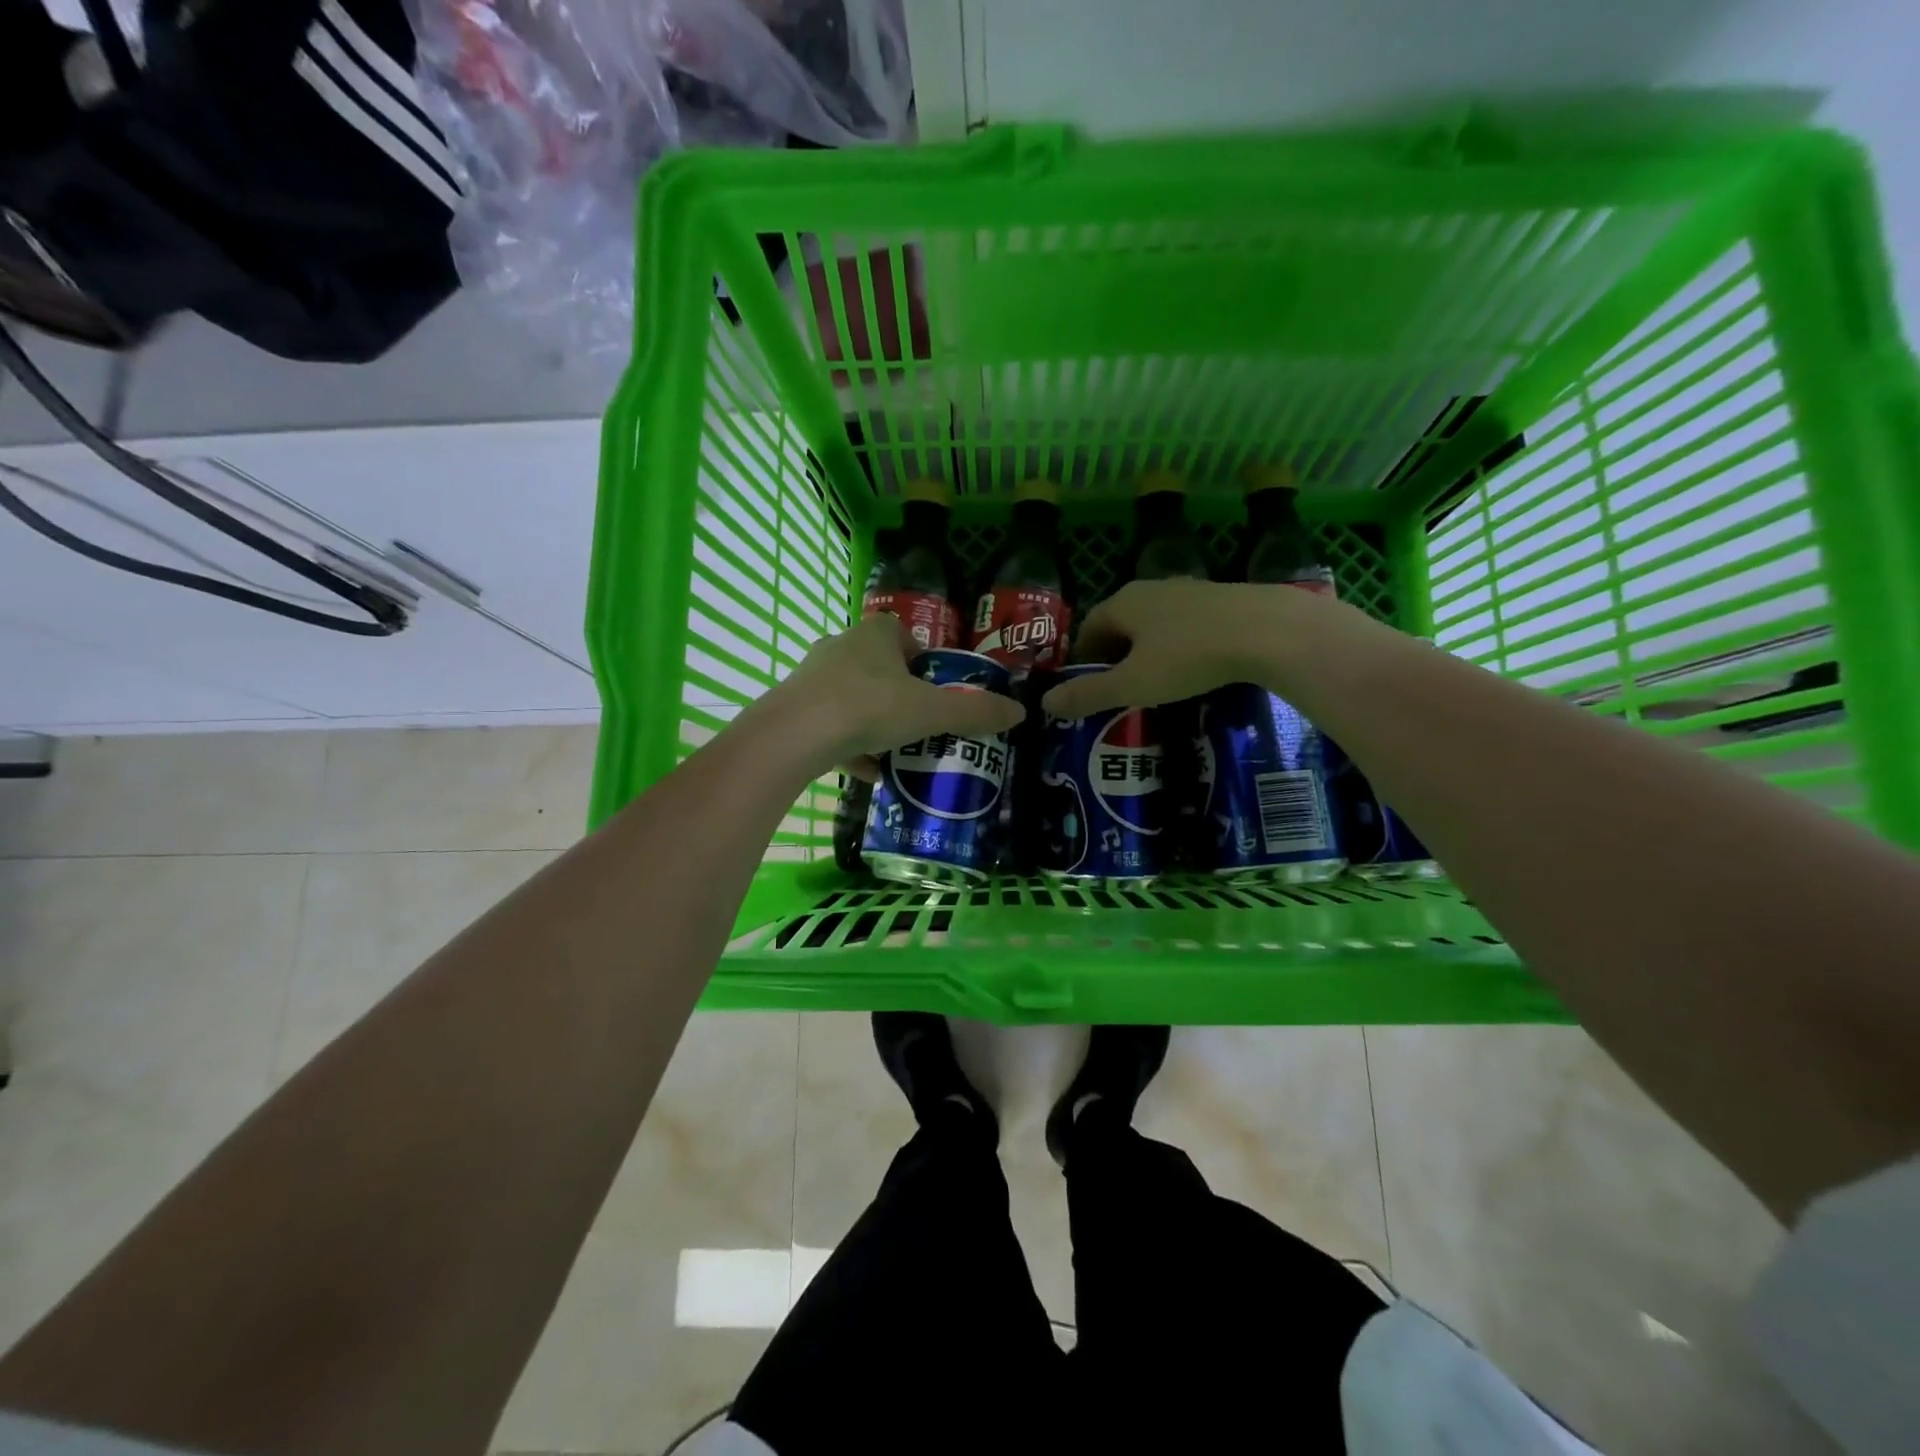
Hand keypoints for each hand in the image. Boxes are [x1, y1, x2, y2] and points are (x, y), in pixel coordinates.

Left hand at [760, 614, 1024, 778]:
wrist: (794, 735)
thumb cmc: (869, 707)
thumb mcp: (931, 712)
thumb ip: (974, 712)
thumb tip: (1020, 712)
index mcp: (875, 635)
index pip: (903, 634)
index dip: (923, 659)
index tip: (935, 689)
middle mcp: (841, 647)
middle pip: (877, 666)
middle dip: (899, 693)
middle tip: (920, 722)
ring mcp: (813, 677)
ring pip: (852, 696)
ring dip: (873, 720)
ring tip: (896, 750)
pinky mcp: (795, 708)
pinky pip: (831, 724)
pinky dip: (851, 745)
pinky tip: (869, 772)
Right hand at [1039, 577, 1374, 718]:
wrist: (1267, 631)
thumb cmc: (1188, 657)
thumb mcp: (1131, 684)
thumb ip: (1088, 694)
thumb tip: (1045, 703)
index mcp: (1123, 602)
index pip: (1089, 626)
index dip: (1084, 658)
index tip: (1088, 686)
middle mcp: (1151, 588)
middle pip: (1121, 622)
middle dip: (1115, 654)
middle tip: (1119, 689)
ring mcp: (1189, 591)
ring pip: (1155, 623)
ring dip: (1147, 650)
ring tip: (1155, 682)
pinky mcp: (1222, 599)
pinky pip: (1185, 625)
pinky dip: (1178, 646)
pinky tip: (1194, 668)